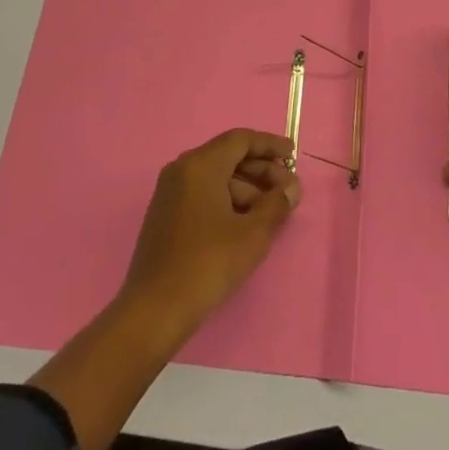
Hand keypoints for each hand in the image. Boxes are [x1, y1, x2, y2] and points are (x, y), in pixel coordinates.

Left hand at [120, 128, 300, 342]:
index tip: (293, 156)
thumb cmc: (208, 263)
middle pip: (228, 156)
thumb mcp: (252, 234)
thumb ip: (276, 204)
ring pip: (216, 177)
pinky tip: (246, 222)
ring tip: (272, 211)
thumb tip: (292, 188)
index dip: (270, 145)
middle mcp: (182, 169)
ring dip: (247, 188)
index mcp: (200, 164)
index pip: (241, 140)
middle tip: (288, 189)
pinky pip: (203, 193)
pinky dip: (227, 200)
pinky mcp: (165, 214)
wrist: (154, 309)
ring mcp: (170, 192)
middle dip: (261, 170)